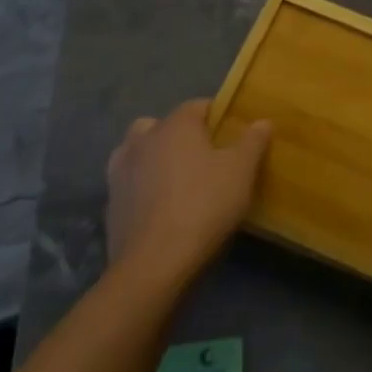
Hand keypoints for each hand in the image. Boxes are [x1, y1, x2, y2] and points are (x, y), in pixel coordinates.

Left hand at [105, 100, 270, 281]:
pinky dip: (141, 190)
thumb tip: (262, 121)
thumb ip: (253, 141)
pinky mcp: (110, 205)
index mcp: (175, 124)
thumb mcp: (241, 171)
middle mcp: (143, 140)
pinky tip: (158, 209)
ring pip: (138, 152)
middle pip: (162, 125)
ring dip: (153, 159)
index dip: (217, 118)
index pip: (198, 105)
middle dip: (179, 135)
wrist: (153, 265)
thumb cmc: (203, 205)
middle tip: (201, 158)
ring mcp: (121, 172)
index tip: (231, 137)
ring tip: (175, 181)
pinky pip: (129, 185)